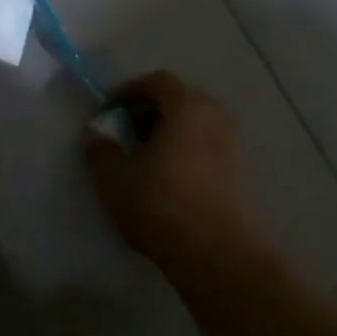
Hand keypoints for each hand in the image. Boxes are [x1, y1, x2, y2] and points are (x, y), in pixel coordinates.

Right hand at [83, 72, 277, 281]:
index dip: (129, 91)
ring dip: (170, 134)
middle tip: (127, 133)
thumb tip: (95, 135)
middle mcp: (215, 118)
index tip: (109, 112)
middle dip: (151, 111)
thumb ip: (101, 150)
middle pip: (181, 100)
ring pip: (196, 126)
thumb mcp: (114, 177)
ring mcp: (233, 147)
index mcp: (186, 107)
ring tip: (146, 160)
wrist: (216, 254)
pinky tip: (168, 181)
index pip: (158, 81)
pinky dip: (187, 153)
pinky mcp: (241, 175)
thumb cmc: (160, 204)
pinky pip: (208, 149)